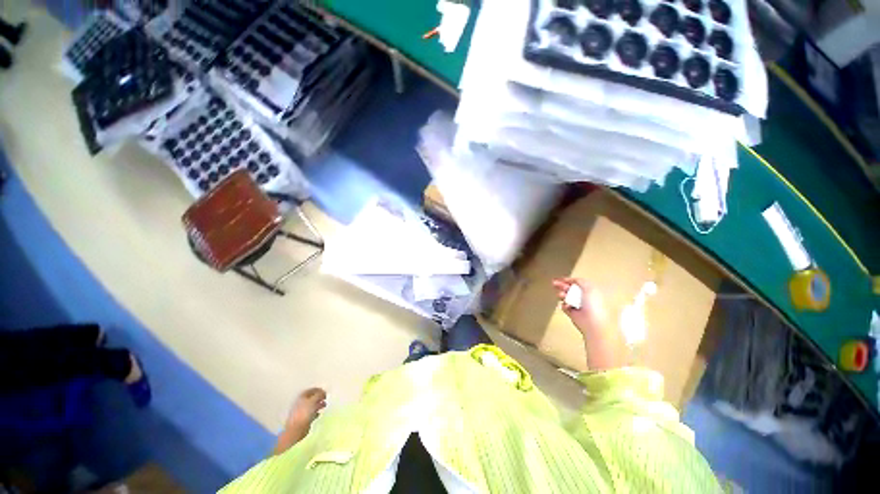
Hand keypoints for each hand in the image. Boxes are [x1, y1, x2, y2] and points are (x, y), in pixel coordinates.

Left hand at [273, 388, 326, 454]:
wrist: (296, 430)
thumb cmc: (304, 413)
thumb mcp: (313, 400)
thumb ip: (319, 395)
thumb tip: (324, 392)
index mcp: (302, 396)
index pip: (312, 390)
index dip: (319, 390)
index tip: (325, 392)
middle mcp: (302, 403)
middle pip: (312, 397)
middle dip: (319, 397)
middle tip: (326, 398)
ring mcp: (302, 411)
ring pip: (312, 405)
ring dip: (319, 405)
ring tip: (324, 406)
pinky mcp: (304, 420)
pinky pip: (312, 414)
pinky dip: (316, 413)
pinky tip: (319, 414)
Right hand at [552, 278, 608, 336]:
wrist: (591, 322)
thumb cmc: (593, 304)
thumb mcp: (588, 287)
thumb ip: (579, 281)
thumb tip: (571, 280)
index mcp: (589, 291)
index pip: (576, 283)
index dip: (568, 280)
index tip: (560, 279)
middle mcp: (583, 298)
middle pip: (569, 289)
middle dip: (562, 286)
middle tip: (554, 284)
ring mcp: (577, 306)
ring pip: (565, 297)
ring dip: (562, 295)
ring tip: (562, 295)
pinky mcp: (572, 313)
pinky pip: (564, 306)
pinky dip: (563, 305)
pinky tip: (566, 306)